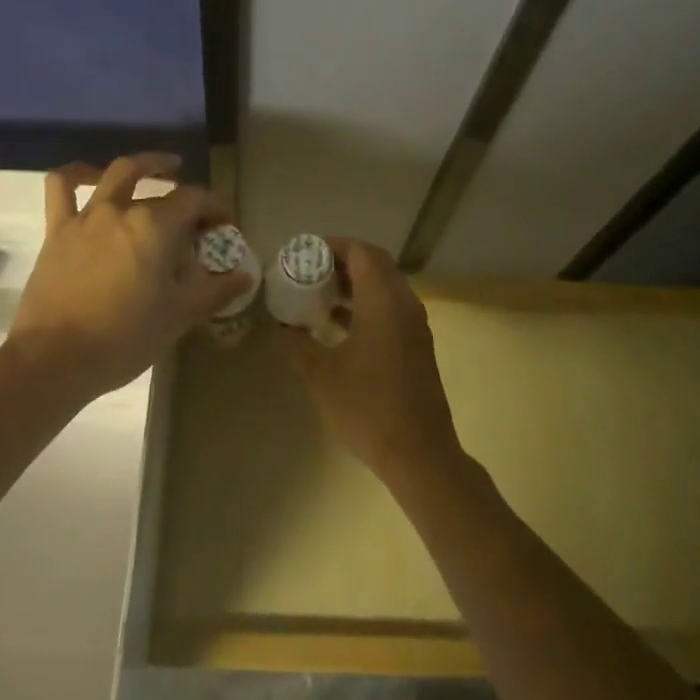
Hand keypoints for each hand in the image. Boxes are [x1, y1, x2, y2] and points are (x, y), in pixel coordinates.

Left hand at [7, 153, 249, 399]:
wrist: (55, 359)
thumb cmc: (125, 337)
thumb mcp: (179, 316)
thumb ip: (215, 291)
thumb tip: (245, 276)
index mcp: (156, 226)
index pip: (196, 200)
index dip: (215, 207)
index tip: (225, 224)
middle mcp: (123, 209)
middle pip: (162, 190)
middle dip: (186, 197)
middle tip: (196, 215)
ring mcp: (87, 216)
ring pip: (117, 173)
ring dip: (143, 165)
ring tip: (160, 168)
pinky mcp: (57, 230)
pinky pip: (62, 187)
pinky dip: (78, 173)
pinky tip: (92, 176)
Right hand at [279, 237, 463, 491]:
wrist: (420, 453)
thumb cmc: (367, 408)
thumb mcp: (321, 375)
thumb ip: (297, 344)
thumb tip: (279, 326)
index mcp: (383, 301)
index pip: (361, 252)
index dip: (332, 245)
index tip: (304, 254)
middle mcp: (404, 303)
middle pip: (376, 263)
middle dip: (343, 261)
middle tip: (310, 271)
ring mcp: (415, 325)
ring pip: (385, 286)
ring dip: (355, 283)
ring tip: (319, 294)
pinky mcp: (417, 344)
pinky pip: (391, 307)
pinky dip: (367, 304)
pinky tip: (339, 325)